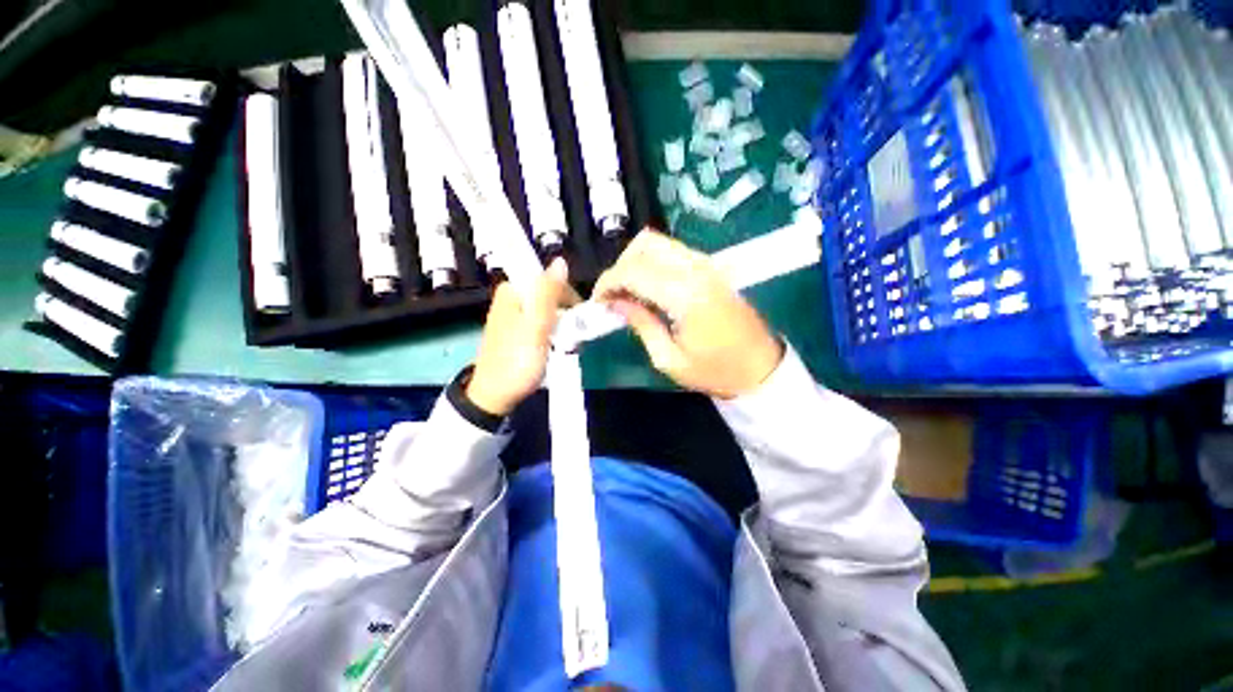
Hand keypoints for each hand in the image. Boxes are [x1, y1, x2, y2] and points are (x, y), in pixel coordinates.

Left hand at [467, 258, 571, 416]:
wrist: (495, 395)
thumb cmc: (517, 360)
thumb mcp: (536, 326)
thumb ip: (548, 294)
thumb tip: (560, 261)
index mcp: (513, 291)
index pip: (548, 279)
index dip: (568, 295)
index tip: (579, 316)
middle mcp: (512, 298)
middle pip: (549, 294)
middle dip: (566, 312)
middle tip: (575, 335)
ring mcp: (514, 315)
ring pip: (548, 309)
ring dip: (562, 324)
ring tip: (569, 343)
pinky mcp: (518, 330)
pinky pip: (542, 322)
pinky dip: (554, 331)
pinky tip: (558, 346)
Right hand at [594, 230, 783, 398]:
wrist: (760, 368)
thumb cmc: (714, 371)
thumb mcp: (669, 359)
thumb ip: (641, 324)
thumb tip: (616, 303)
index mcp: (685, 295)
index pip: (634, 271)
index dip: (608, 283)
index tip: (598, 302)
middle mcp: (696, 270)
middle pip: (645, 245)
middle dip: (620, 266)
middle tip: (613, 295)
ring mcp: (707, 265)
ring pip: (659, 243)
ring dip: (636, 262)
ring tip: (629, 292)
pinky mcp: (712, 268)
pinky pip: (673, 252)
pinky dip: (653, 262)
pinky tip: (650, 288)